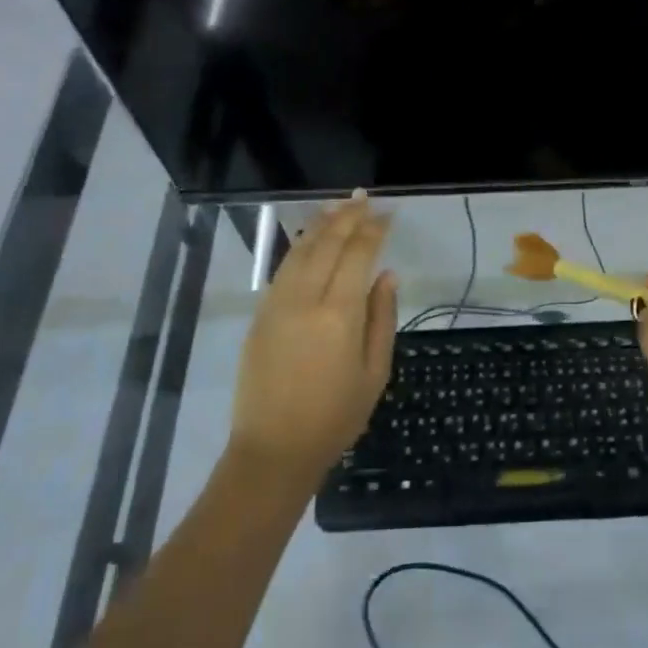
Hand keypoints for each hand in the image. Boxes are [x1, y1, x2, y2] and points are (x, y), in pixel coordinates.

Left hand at [230, 194, 396, 481]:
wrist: (275, 448)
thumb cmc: (336, 416)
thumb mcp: (375, 372)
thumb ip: (382, 318)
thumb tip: (387, 275)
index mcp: (339, 315)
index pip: (358, 255)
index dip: (374, 230)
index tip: (388, 214)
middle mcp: (305, 300)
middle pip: (327, 244)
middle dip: (348, 217)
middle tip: (365, 199)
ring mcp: (277, 305)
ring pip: (300, 251)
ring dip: (321, 225)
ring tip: (338, 207)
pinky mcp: (260, 315)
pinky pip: (283, 269)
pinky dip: (300, 247)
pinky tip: (310, 239)